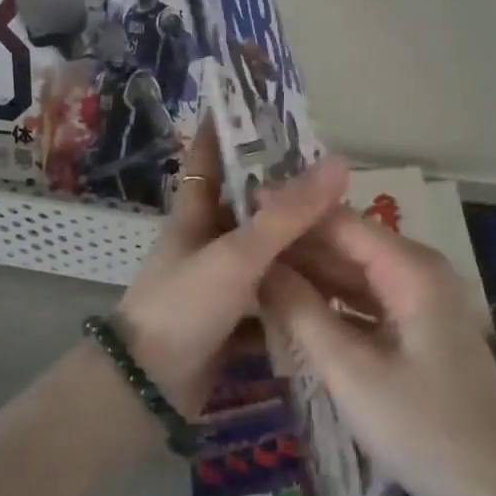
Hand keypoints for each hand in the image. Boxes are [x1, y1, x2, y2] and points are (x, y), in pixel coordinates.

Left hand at [114, 126, 348, 411]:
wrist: (147, 390)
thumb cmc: (184, 306)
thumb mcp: (237, 254)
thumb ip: (287, 214)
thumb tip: (338, 163)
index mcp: (194, 216)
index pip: (205, 159)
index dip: (221, 130)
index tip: (250, 105)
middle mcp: (203, 244)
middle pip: (248, 210)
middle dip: (285, 197)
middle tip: (336, 185)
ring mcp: (214, 285)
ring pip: (263, 258)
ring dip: (298, 252)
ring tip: (348, 240)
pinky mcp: (226, 324)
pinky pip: (267, 301)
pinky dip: (293, 298)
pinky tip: (331, 298)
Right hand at [259, 212, 495, 495]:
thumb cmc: (422, 429)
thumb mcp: (350, 371)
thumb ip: (301, 312)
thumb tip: (257, 265)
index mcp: (412, 269)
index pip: (341, 221)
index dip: (292, 212)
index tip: (242, 207)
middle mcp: (419, 271)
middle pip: (348, 244)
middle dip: (296, 243)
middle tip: (238, 243)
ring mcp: (421, 300)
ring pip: (354, 273)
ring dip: (309, 273)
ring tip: (252, 268)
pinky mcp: (417, 328)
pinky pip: (365, 300)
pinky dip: (330, 301)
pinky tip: (291, 305)